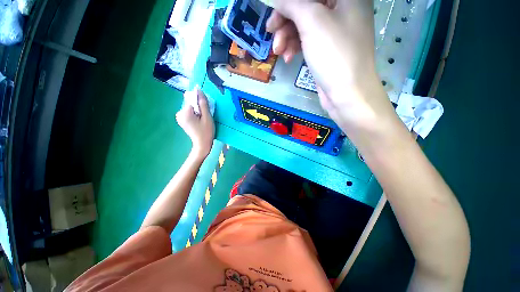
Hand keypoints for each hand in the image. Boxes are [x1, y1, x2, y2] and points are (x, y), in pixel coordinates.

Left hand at [176, 88, 214, 158]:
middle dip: (199, 107)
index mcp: (184, 112)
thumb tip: (199, 90)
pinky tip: (200, 122)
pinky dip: (195, 115)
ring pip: (191, 108)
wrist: (202, 144)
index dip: (200, 102)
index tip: (206, 110)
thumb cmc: (206, 131)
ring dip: (198, 111)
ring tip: (203, 120)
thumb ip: (203, 103)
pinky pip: (190, 113)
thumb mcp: (207, 117)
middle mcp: (179, 113)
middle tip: (206, 117)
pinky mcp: (182, 121)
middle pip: (191, 104)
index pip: (192, 99)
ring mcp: (179, 117)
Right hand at [267, 0, 398, 136]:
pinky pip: (306, 40)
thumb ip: (292, 4)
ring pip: (303, 25)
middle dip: (285, 20)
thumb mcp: (312, 21)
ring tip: (279, 51)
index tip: (275, 12)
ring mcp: (333, 30)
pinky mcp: (326, 48)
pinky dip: (295, 47)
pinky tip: (288, 58)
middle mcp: (342, 8)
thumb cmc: (334, 54)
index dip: (289, 3)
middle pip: (305, 6)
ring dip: (287, 37)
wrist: (346, 94)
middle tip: (271, 32)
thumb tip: (277, 0)